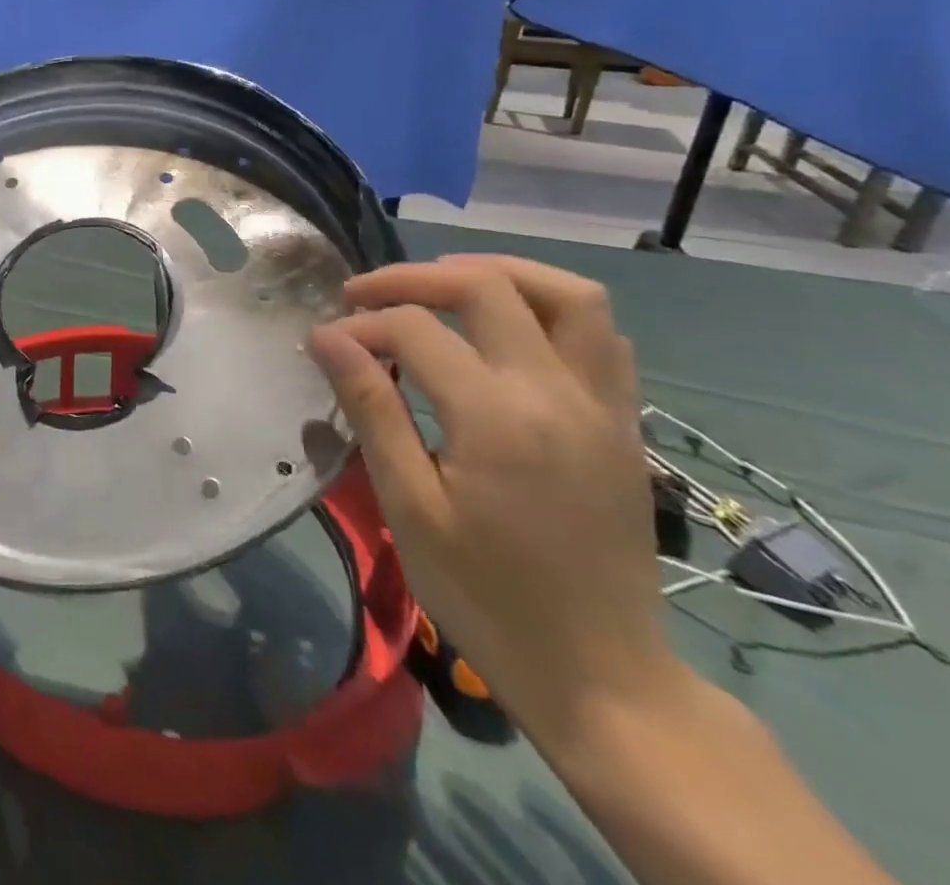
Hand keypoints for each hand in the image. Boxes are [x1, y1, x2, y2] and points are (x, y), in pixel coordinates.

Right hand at [309, 255, 681, 748]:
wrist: (602, 675)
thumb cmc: (487, 596)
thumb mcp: (409, 507)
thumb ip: (371, 409)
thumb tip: (327, 337)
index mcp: (498, 418)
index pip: (415, 330)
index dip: (360, 325)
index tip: (325, 342)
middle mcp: (558, 393)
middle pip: (487, 288)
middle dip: (414, 278)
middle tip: (365, 295)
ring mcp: (603, 404)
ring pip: (567, 295)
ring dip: (497, 273)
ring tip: (441, 285)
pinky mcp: (624, 422)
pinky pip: (601, 336)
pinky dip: (549, 309)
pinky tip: (507, 327)